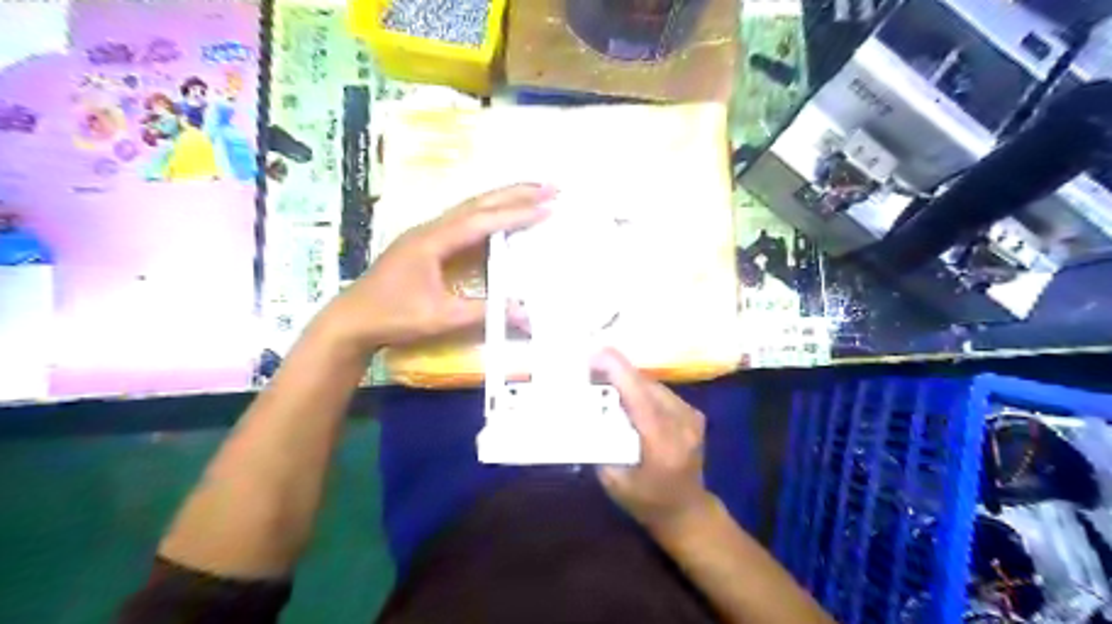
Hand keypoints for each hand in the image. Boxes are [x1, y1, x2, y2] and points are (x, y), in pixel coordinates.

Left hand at [317, 183, 549, 356]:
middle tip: (551, 186)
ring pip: (471, 208)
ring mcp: (427, 234)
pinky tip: (500, 218)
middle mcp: (431, 228)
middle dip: (516, 193)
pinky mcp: (427, 244)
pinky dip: (488, 214)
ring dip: (503, 199)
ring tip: (534, 194)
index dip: (517, 213)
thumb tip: (525, 313)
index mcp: (433, 240)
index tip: (548, 206)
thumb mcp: (440, 317)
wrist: (351, 321)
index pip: (483, 220)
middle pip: (478, 203)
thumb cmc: (393, 317)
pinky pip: (464, 221)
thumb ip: (483, 312)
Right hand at [594, 349, 717, 533]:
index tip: (595, 355)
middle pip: (646, 386)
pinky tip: (626, 394)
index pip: (640, 398)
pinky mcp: (694, 413)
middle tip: (589, 368)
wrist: (688, 511)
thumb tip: (583, 412)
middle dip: (617, 372)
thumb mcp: (614, 481)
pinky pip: (661, 392)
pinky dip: (641, 389)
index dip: (619, 372)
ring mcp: (692, 417)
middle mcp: (682, 424)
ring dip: (628, 380)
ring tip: (603, 379)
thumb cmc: (647, 502)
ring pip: (653, 385)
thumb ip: (600, 446)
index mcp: (662, 444)